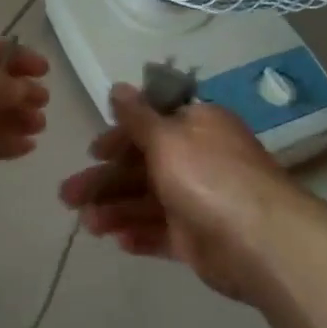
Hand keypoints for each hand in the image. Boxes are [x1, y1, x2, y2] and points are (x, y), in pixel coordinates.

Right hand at [59, 84, 311, 300]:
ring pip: (146, 201)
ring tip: (87, 224)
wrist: (259, 241)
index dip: (118, 139)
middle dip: (104, 181)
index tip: (93, 153)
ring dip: (115, 209)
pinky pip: (161, 232)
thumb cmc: (207, 175)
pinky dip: (138, 233)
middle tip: (67, 196)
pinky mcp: (197, 238)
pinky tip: (116, 240)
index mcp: (196, 127)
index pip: (150, 126)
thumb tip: (119, 87)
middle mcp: (197, 159)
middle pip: (141, 166)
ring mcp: (198, 200)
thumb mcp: (166, 137)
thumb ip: (137, 116)